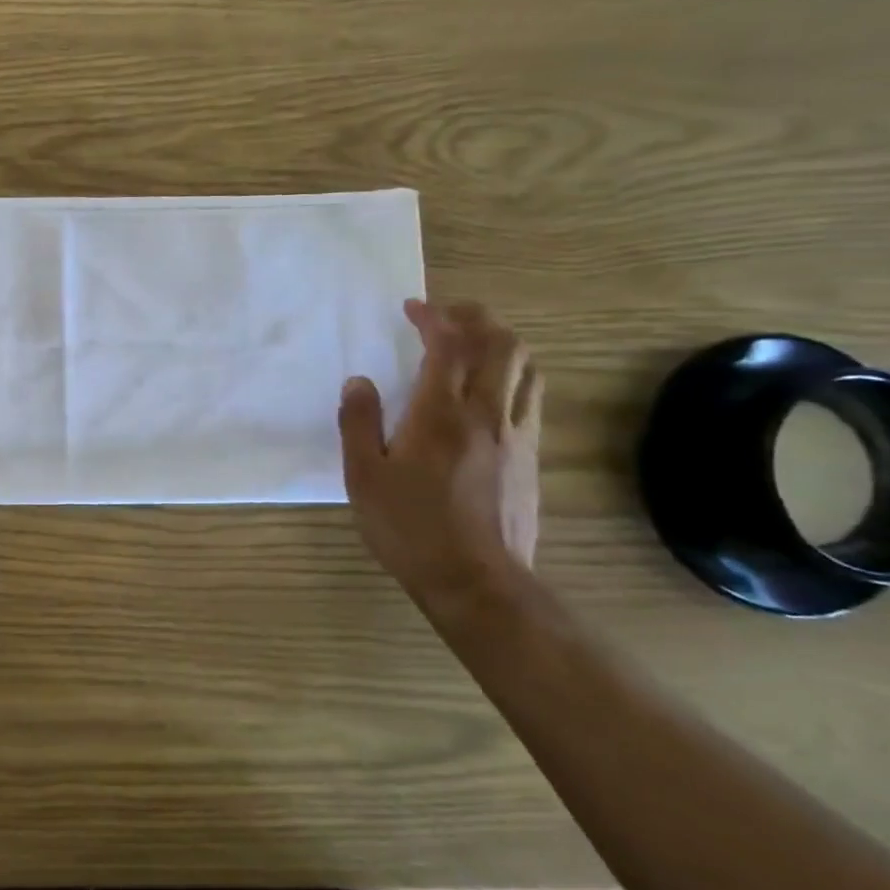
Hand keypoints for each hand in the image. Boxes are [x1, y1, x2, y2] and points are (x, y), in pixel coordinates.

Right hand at [338, 300, 542, 609]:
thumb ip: (358, 423)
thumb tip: (359, 381)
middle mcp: (486, 414)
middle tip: (448, 314)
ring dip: (501, 342)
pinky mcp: (531, 457)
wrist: (475, 580)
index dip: (434, 318)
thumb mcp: (363, 476)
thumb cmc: (409, 527)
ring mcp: (516, 435)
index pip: (448, 346)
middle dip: (476, 318)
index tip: (413, 308)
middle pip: (500, 345)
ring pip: (525, 368)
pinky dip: (513, 375)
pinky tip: (492, 389)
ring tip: (474, 342)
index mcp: (440, 415)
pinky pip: (530, 397)